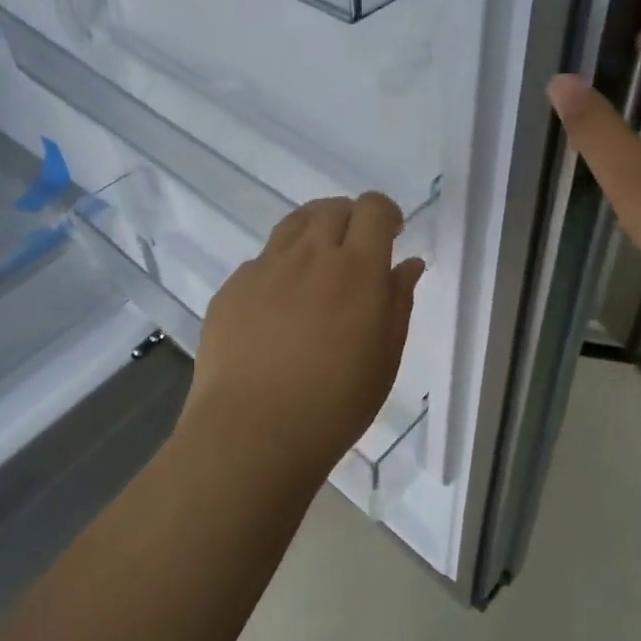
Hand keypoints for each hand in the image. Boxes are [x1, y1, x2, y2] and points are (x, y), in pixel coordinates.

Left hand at [185, 193, 423, 477]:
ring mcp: (265, 268)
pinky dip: (280, 266)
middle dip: (351, 219)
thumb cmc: (334, 404)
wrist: (252, 432)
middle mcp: (309, 255)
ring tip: (318, 263)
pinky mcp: (232, 287)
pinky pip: (262, 259)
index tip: (391, 233)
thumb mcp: (385, 358)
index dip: (385, 213)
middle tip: (356, 250)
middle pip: (332, 208)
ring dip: (314, 230)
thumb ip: (398, 302)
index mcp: (356, 269)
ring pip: (294, 224)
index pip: (373, 209)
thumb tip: (408, 264)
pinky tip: (279, 303)